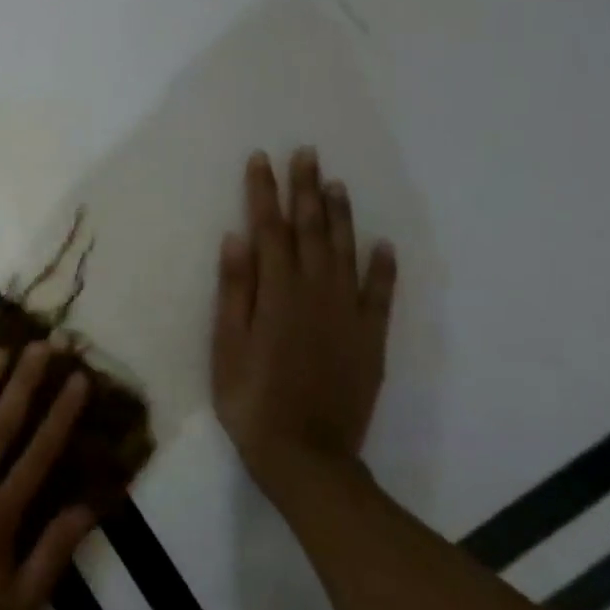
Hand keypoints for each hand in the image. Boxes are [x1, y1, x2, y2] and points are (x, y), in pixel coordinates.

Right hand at [211, 148, 396, 495]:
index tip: (262, 160)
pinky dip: (383, 268)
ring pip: (346, 253)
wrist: (305, 454)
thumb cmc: (250, 399)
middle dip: (306, 190)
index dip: (264, 193)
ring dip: (341, 216)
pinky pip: (380, 294)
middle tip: (307, 154)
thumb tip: (237, 239)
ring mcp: (348, 315)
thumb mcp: (226, 345)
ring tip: (336, 184)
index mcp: (276, 294)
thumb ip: (234, 291)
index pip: (269, 231)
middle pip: (311, 232)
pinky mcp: (370, 339)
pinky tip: (383, 244)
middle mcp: (316, 294)